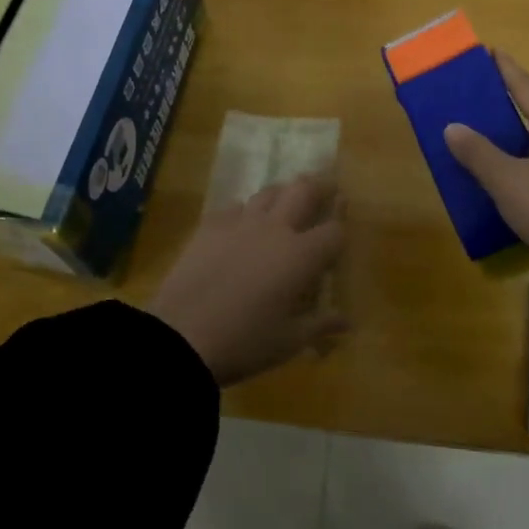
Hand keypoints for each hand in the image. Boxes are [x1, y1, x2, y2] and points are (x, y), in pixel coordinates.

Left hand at [147, 173, 347, 386]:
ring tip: (284, 205)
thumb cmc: (244, 342)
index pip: (333, 231)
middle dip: (319, 187)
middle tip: (324, 191)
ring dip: (281, 195)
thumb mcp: (288, 341)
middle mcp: (275, 229)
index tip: (339, 236)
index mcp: (300, 256)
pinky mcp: (209, 226)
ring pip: (268, 192)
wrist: (180, 337)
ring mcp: (240, 223)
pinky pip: (234, 208)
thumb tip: (347, 322)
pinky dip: (244, 212)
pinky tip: (241, 227)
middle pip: (303, 190)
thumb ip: (320, 325)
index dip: (341, 231)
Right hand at [443, 52, 528, 306]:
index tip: (488, 52)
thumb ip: (478, 153)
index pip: (527, 87)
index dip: (506, 69)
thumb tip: (453, 126)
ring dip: (510, 142)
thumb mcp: (509, 182)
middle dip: (503, 106)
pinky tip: (502, 187)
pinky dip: (519, 172)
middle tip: (470, 99)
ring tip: (478, 142)